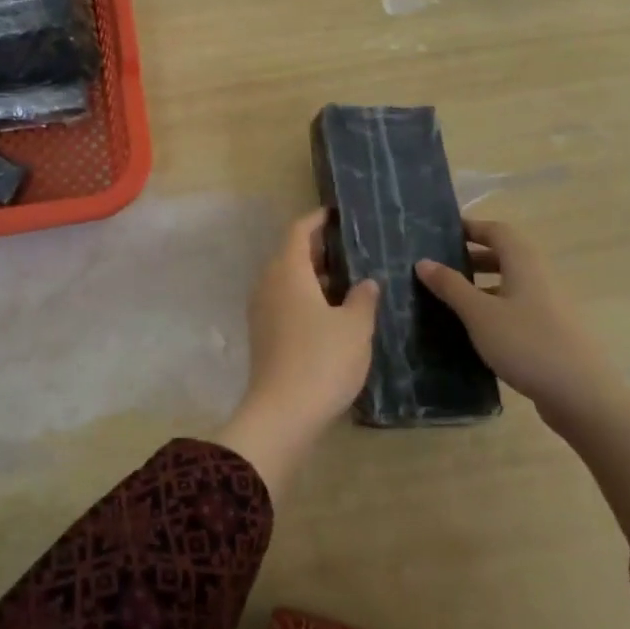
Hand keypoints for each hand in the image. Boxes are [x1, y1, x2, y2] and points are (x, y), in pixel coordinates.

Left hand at [214, 210, 378, 496]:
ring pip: (289, 280)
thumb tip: (366, 282)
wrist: (282, 414)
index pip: (298, 231)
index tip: (338, 214)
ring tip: (351, 281)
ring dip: (315, 277)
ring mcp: (262, 310)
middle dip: (320, 250)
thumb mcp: (354, 327)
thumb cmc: (322, 360)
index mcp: (287, 271)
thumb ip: (363, 298)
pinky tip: (334, 314)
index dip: (317, 219)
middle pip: (291, 254)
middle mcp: (269, 283)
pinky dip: (307, 298)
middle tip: (353, 249)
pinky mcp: (264, 335)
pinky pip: (286, 302)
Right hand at [417, 219, 621, 431]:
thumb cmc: (527, 344)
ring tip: (452, 298)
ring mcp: (549, 306)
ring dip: (483, 284)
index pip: (498, 231)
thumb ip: (450, 286)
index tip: (443, 233)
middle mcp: (540, 278)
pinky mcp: (552, 332)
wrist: (583, 396)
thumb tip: (423, 261)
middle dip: (473, 256)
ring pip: (511, 284)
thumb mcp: (479, 314)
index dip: (471, 227)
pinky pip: (517, 308)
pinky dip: (495, 308)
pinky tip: (477, 330)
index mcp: (525, 264)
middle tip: (442, 266)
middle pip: (506, 256)